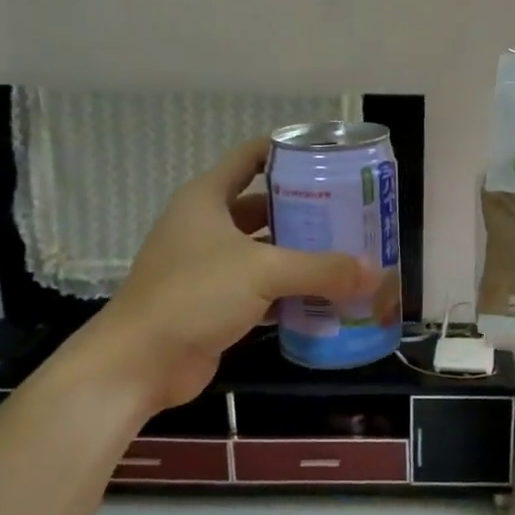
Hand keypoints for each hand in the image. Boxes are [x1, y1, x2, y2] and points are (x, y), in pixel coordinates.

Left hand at [91, 140, 377, 406]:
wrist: (139, 363)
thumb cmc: (194, 295)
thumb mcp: (262, 272)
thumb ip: (322, 269)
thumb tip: (376, 272)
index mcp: (207, 199)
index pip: (249, 158)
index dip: (285, 151)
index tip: (328, 156)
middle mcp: (207, 227)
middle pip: (264, 207)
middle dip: (305, 210)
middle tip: (350, 213)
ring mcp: (209, 267)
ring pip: (265, 251)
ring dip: (301, 255)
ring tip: (348, 254)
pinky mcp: (215, 304)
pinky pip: (262, 289)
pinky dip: (290, 292)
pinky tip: (326, 297)